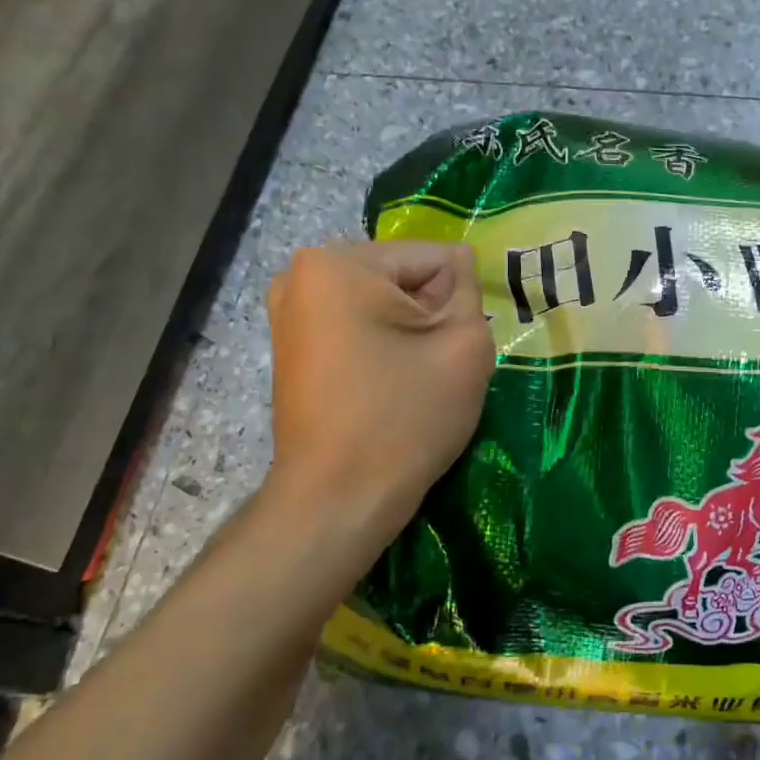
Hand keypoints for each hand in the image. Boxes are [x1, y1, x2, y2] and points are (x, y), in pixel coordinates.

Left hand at [265, 241, 493, 557]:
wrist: (338, 500)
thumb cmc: (404, 417)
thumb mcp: (464, 344)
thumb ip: (469, 289)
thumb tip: (462, 263)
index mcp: (341, 262)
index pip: (434, 259)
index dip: (459, 302)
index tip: (452, 350)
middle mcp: (303, 274)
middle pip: (404, 277)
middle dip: (430, 314)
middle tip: (434, 366)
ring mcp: (290, 310)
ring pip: (382, 302)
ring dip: (409, 331)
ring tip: (412, 378)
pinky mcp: (292, 345)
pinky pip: (357, 325)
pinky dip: (382, 346)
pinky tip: (387, 385)